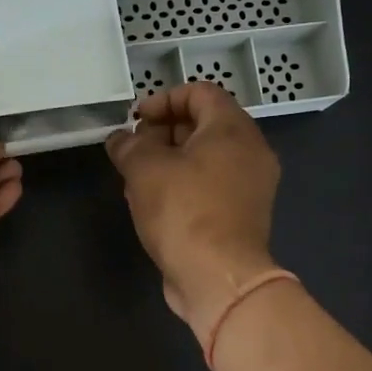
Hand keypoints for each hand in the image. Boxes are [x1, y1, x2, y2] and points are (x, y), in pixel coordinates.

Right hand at [105, 83, 280, 342]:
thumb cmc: (184, 212)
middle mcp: (250, 152)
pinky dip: (183, 184)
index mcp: (233, 129)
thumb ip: (129, 145)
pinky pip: (210, 185)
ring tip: (135, 178)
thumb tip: (121, 138)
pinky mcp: (242, 215)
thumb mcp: (145, 169)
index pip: (200, 92)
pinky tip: (153, 203)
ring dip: (169, 161)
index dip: (163, 99)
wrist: (219, 278)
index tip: (135, 119)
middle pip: (204, 124)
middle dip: (163, 131)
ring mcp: (250, 185)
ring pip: (205, 157)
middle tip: (133, 149)